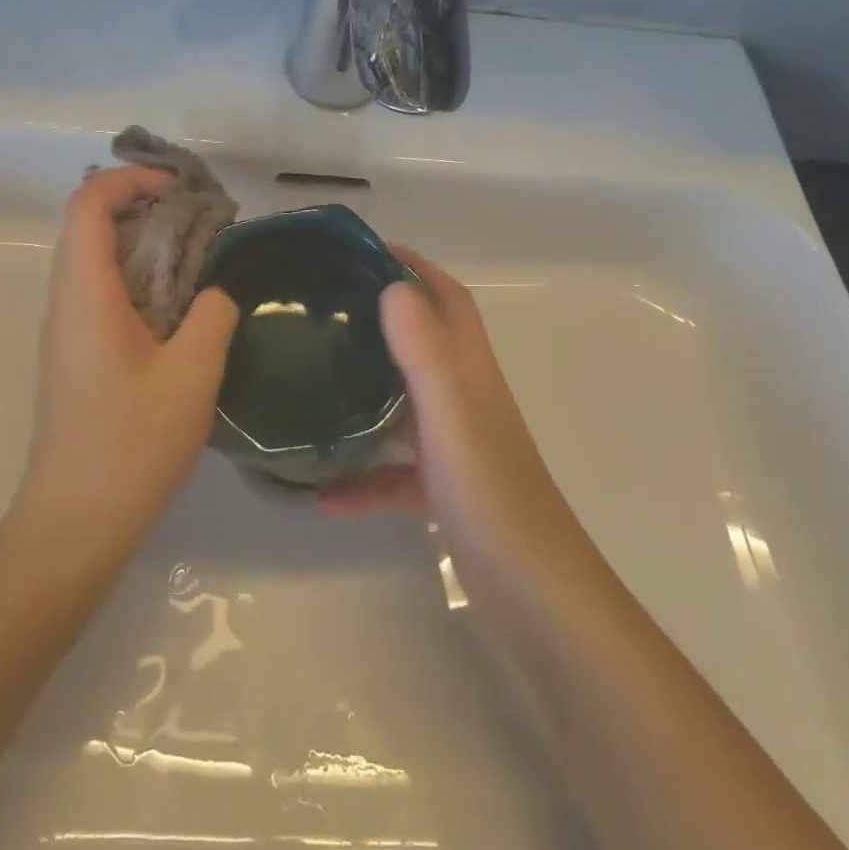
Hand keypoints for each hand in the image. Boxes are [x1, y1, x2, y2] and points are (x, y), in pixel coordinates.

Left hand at [12, 166, 240, 550]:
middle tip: (198, 220)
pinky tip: (179, 307)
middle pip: (89, 226)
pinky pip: (100, 294)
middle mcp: (65, 303)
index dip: (130, 180)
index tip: (179, 187)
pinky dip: (137, 279)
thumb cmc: (132, 445)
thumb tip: (216, 293)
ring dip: (141, 244)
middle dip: (143, 206)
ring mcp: (65, 332)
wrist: (75, 523)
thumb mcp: (191, 376)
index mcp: (85, 295)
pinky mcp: (75, 357)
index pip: (89, 205)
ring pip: (95, 260)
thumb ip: (211, 317)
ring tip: (197, 257)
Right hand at [324, 246, 598, 596]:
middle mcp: (465, 400)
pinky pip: (394, 472)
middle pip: (423, 343)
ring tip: (313, 381)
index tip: (365, 252)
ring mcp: (456, 447)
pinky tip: (323, 494)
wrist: (535, 597)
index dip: (415, 267)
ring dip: (366, 392)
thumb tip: (393, 285)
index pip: (447, 300)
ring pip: (404, 404)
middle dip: (381, 318)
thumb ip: (424, 350)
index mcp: (470, 373)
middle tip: (324, 310)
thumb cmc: (491, 496)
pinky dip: (362, 477)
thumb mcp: (450, 415)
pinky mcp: (444, 491)